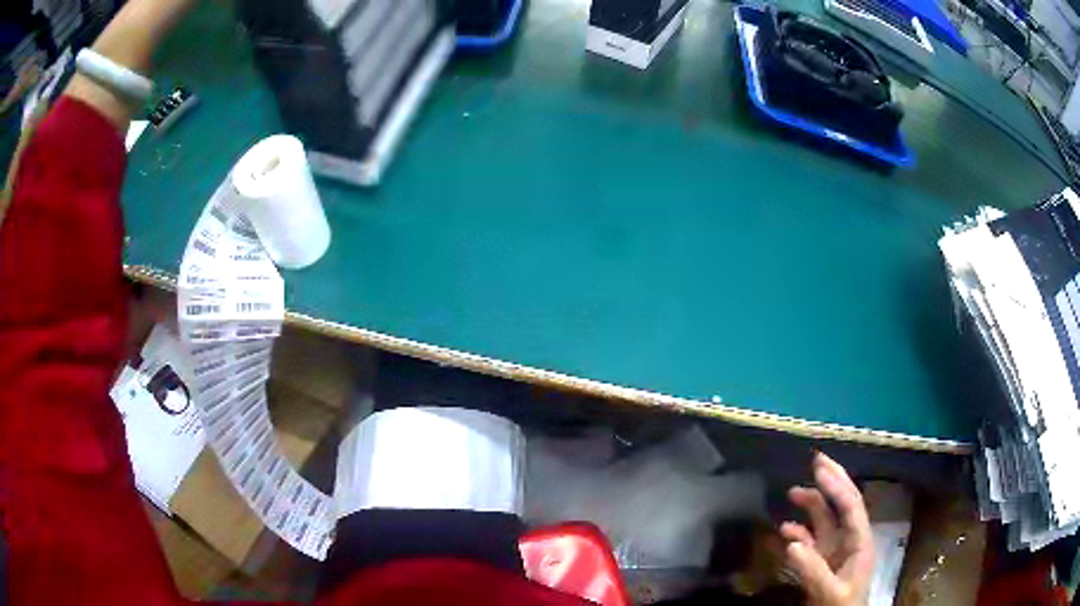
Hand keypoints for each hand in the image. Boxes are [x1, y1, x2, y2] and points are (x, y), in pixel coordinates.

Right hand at [780, 452, 873, 605]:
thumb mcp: (830, 592)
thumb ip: (813, 569)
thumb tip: (791, 542)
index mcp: (860, 541)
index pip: (850, 506)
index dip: (836, 485)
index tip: (819, 467)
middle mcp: (849, 539)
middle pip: (842, 504)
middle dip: (831, 481)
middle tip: (816, 460)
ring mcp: (835, 550)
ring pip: (824, 519)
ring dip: (811, 504)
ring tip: (792, 492)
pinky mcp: (822, 561)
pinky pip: (810, 540)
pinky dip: (798, 532)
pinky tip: (785, 530)